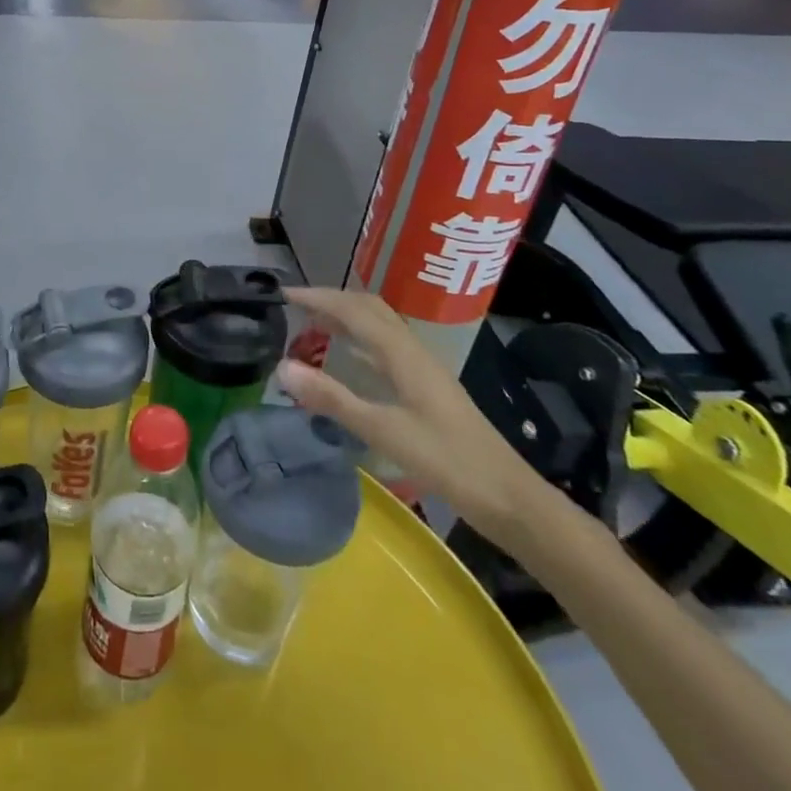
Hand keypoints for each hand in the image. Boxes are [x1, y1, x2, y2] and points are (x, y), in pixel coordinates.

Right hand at [276, 287, 548, 542]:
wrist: (508, 496)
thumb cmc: (446, 461)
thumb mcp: (383, 431)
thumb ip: (332, 398)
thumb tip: (282, 367)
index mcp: (402, 353)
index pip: (353, 310)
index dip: (318, 297)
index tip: (284, 294)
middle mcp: (412, 350)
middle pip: (369, 308)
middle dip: (332, 300)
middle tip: (296, 306)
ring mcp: (422, 368)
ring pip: (380, 325)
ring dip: (347, 316)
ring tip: (314, 324)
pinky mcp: (427, 386)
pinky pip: (386, 346)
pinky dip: (360, 339)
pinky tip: (349, 358)